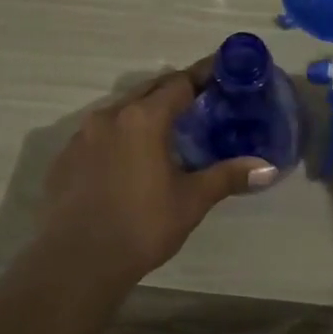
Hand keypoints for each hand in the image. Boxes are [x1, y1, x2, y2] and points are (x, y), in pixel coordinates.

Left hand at [35, 63, 276, 284]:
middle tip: (200, 101)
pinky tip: (128, 160)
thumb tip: (267, 168)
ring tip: (166, 130)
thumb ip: (227, 176)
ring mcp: (81, 136)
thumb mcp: (191, 201)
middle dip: (174, 91)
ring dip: (144, 113)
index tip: (222, 72)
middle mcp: (110, 116)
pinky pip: (98, 135)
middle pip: (148, 90)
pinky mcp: (65, 158)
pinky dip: (119, 136)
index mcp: (143, 118)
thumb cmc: (142, 226)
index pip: (179, 83)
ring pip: (120, 111)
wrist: (77, 261)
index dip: (202, 76)